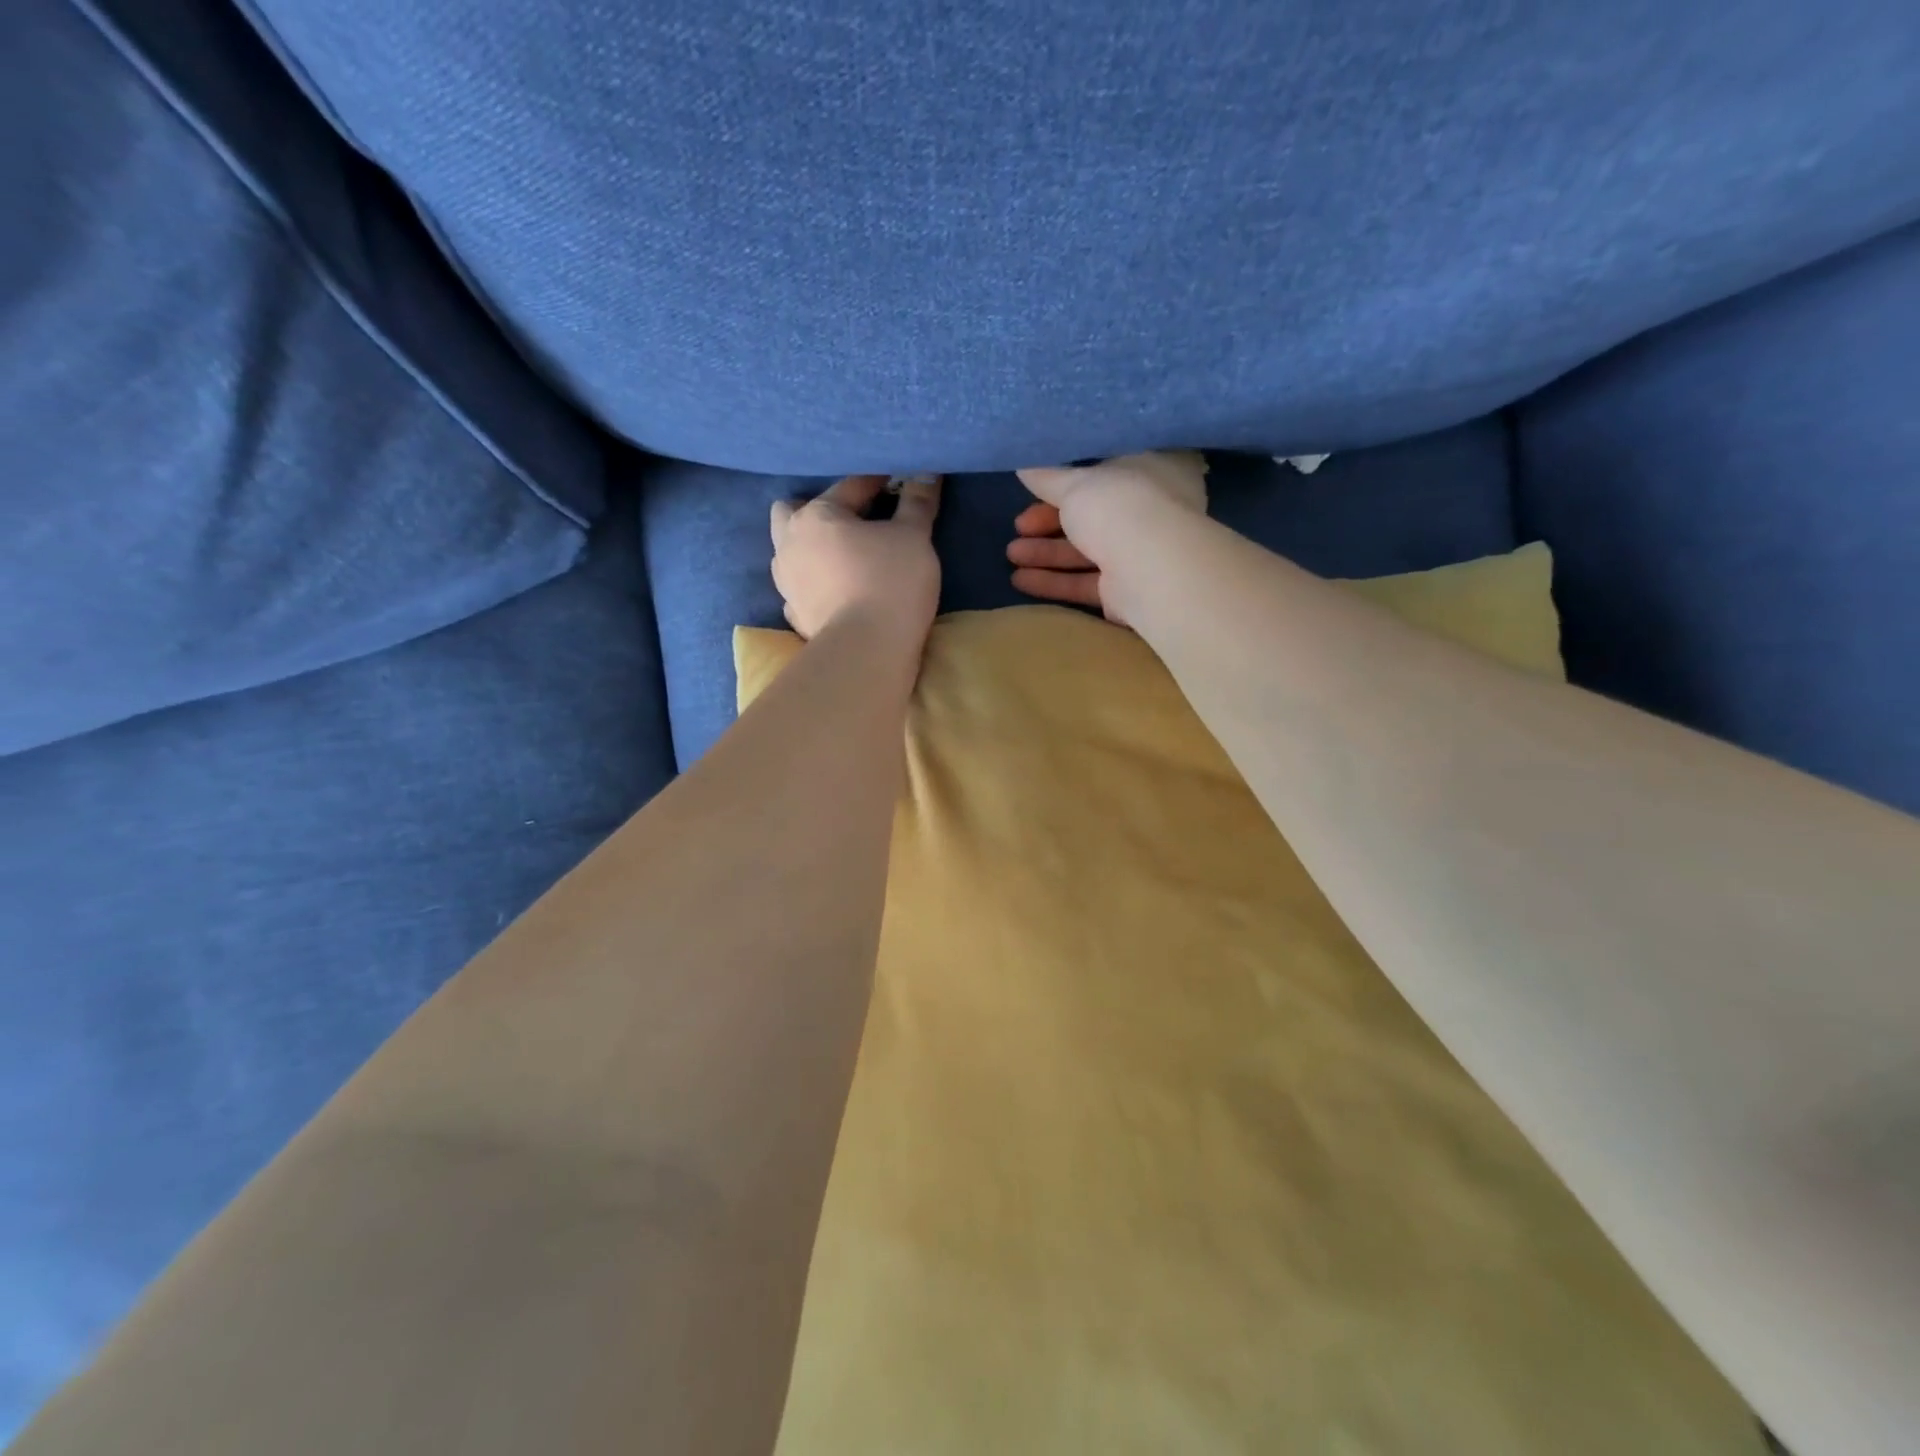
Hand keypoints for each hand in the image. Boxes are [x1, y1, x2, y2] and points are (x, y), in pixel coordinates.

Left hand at [772, 474, 942, 641]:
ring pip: (791, 552)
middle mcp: (789, 544)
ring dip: (812, 548)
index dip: (879, 482)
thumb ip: (918, 503)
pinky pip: (800, 588)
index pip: (850, 487)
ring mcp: (787, 583)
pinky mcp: (795, 615)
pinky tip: (835, 590)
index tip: (899, 484)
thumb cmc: (891, 582)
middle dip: (818, 510)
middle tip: (852, 520)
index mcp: (815, 516)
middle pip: (792, 512)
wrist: (868, 651)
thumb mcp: (914, 536)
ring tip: (842, 556)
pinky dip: (814, 584)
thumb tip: (927, 473)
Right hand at [1007, 452, 1206, 622]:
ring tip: (1011, 555)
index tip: (1035, 490)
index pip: (1106, 471)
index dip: (1067, 482)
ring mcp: (1141, 553)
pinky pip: (1086, 582)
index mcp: (1151, 470)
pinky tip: (1021, 580)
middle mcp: (1151, 511)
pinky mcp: (1127, 591)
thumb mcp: (1075, 483)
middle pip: (1091, 516)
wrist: (1150, 569)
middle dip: (1049, 523)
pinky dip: (1055, 581)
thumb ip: (1047, 478)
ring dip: (1046, 553)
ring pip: (1086, 551)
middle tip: (1018, 527)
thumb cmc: (1118, 506)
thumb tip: (1024, 465)